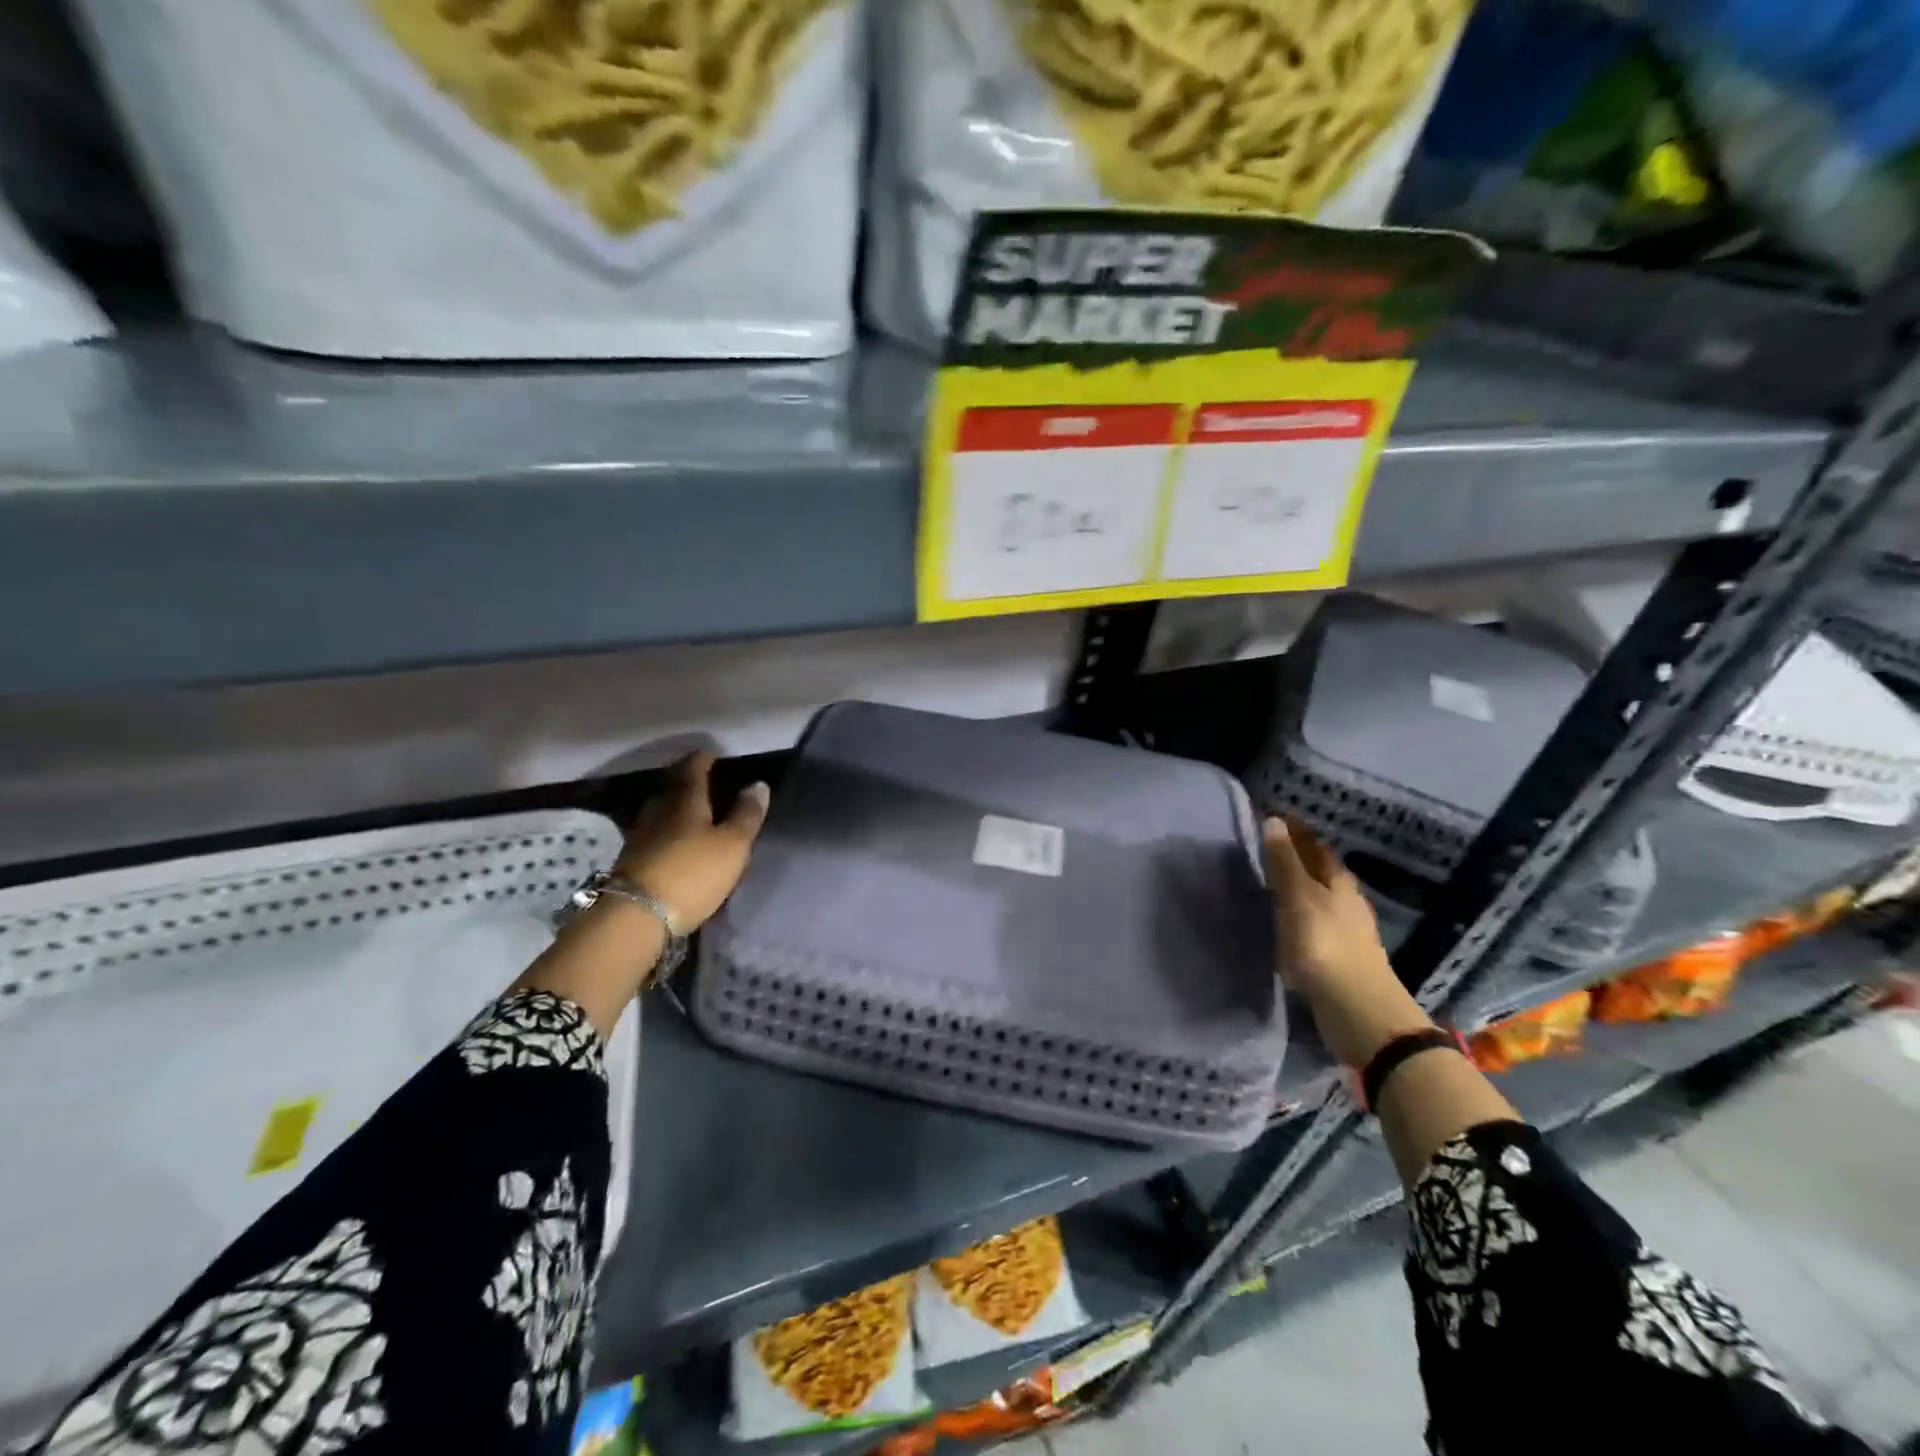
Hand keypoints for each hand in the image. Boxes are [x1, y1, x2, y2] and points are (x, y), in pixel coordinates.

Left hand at [615, 752, 769, 932]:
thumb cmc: (692, 873)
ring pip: (664, 811)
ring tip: (702, 818)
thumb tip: (758, 784)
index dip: (707, 758)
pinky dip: (671, 833)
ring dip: (681, 810)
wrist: (636, 918)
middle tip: (714, 787)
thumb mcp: (733, 845)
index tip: (719, 758)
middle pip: (675, 786)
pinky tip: (682, 845)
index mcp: (684, 797)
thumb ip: (747, 814)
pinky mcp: (633, 860)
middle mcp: (659, 808)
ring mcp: (641, 834)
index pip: (694, 764)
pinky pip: (657, 835)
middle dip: (692, 783)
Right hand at [1263, 816, 1429, 1068]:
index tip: (1271, 818)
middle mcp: (1345, 900)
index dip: (1295, 831)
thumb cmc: (1324, 945)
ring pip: (1317, 896)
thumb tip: (1273, 820)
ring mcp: (1344, 929)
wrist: (1356, 1009)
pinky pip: (1313, 921)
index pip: (1315, 846)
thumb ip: (1285, 862)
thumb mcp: (1299, 898)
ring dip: (1297, 886)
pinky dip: (1297, 913)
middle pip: (1320, 870)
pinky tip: (1284, 919)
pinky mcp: (1337, 955)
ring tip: (1269, 881)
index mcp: (1339, 882)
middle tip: (1266, 846)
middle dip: (1297, 856)